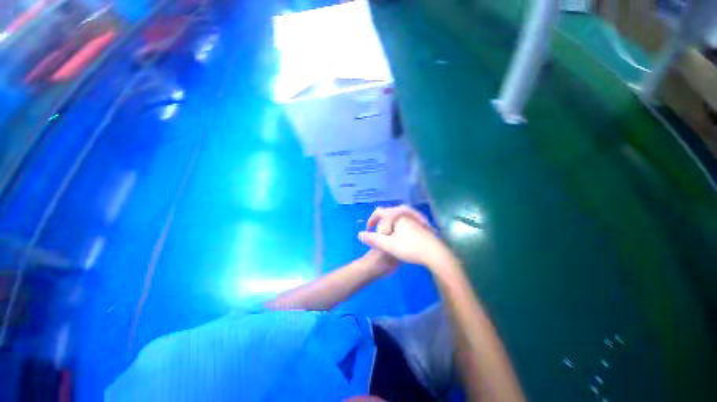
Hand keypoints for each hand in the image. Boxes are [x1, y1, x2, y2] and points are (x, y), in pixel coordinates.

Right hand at [358, 205, 453, 269]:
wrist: (436, 253)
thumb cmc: (411, 248)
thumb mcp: (389, 245)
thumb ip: (373, 239)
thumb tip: (359, 234)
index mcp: (396, 214)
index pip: (379, 212)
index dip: (371, 221)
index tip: (369, 231)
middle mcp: (405, 211)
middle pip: (388, 213)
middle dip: (381, 223)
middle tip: (380, 234)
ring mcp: (414, 216)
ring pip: (396, 216)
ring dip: (390, 224)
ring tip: (389, 235)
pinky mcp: (420, 222)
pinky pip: (404, 219)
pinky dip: (398, 225)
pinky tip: (401, 235)